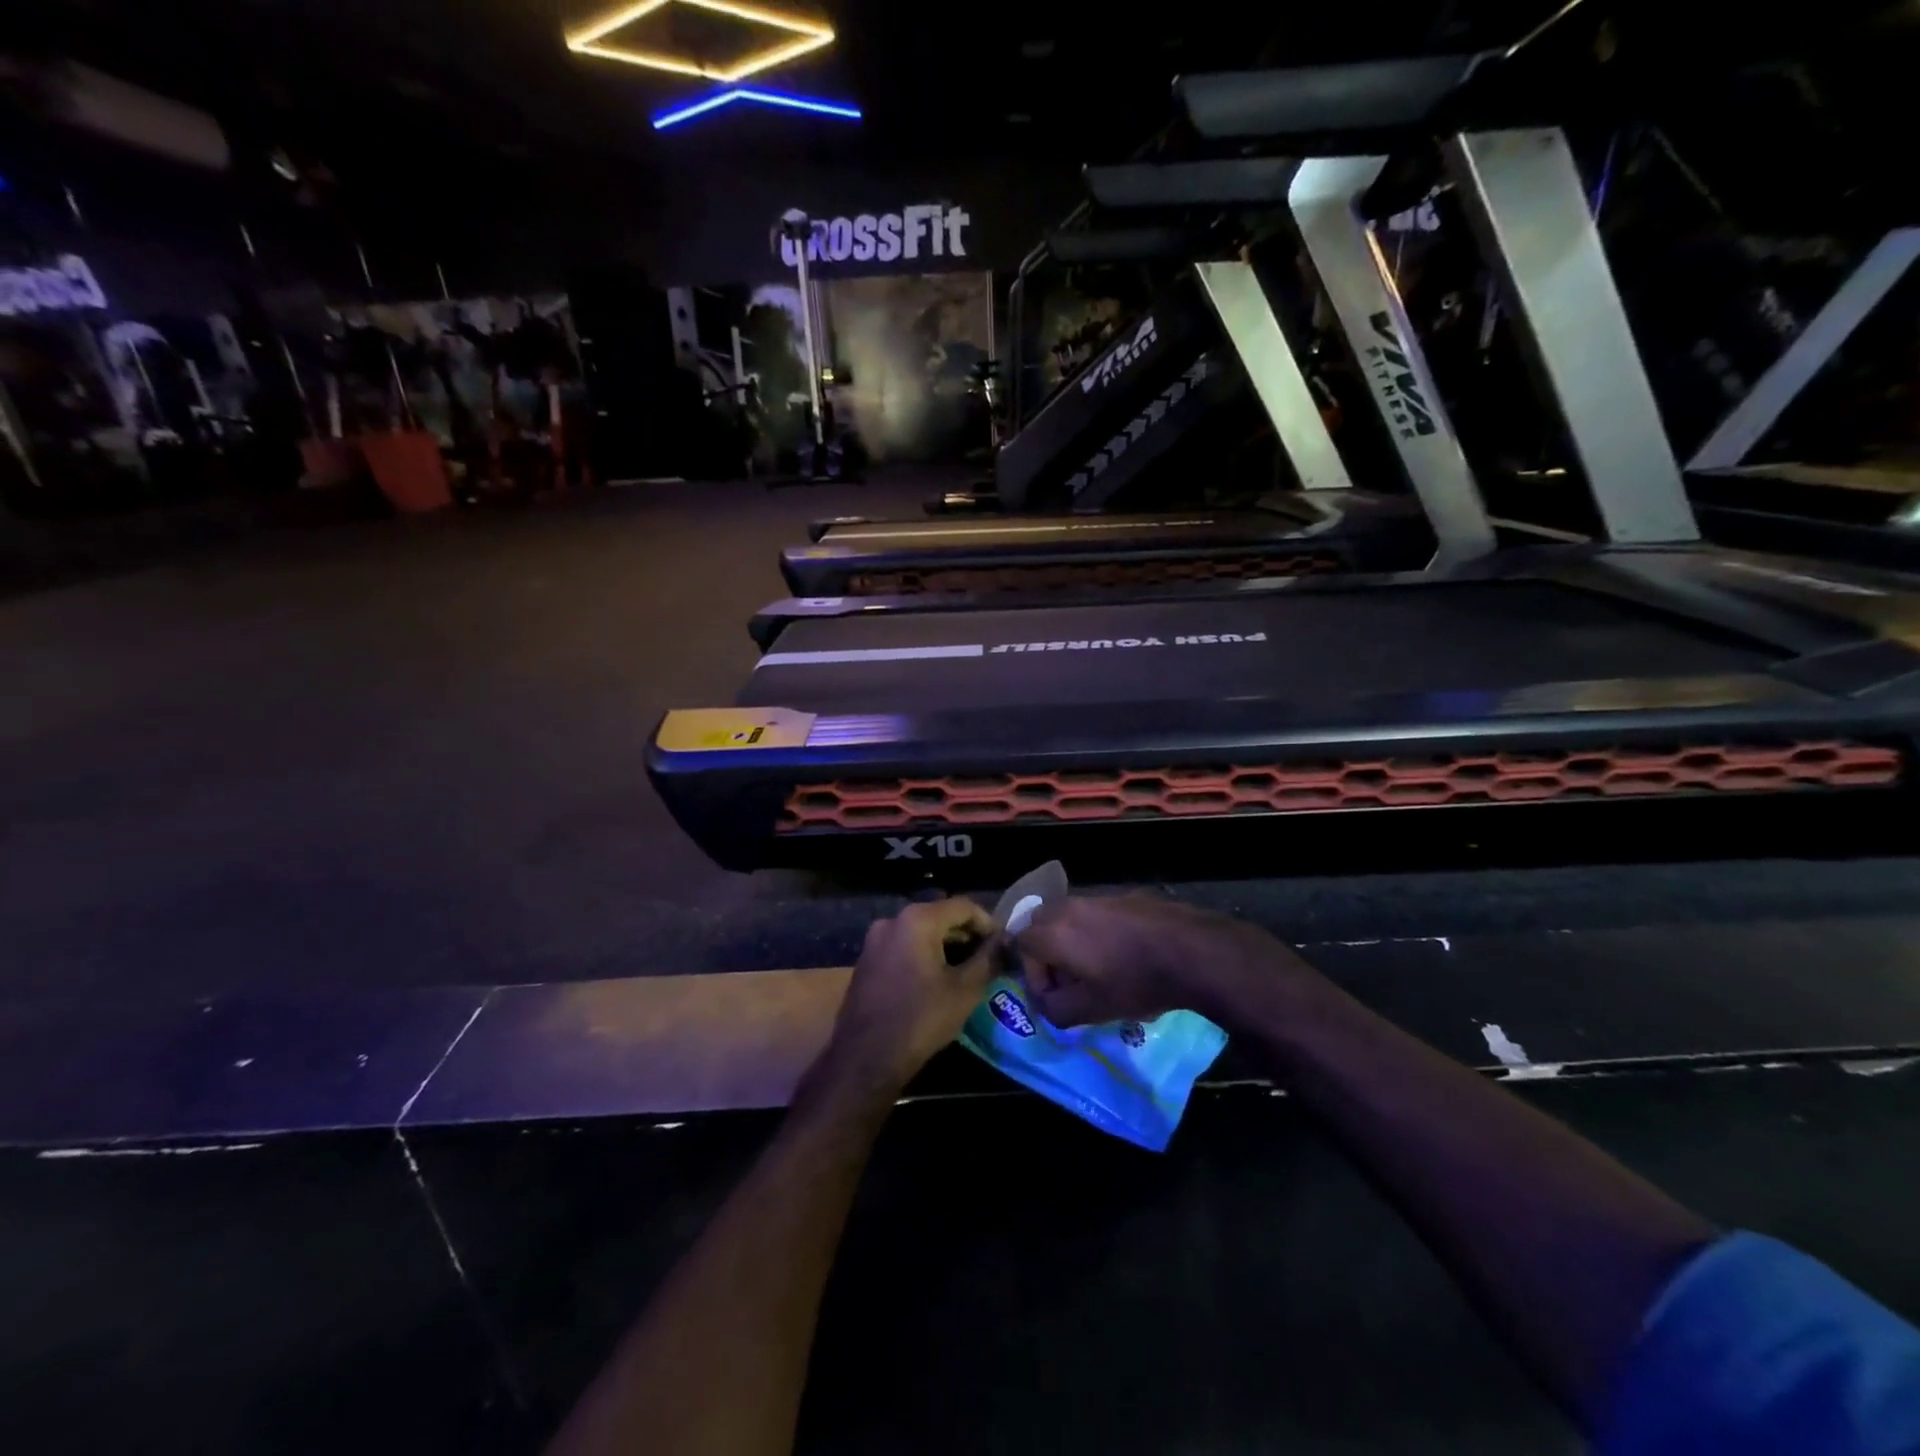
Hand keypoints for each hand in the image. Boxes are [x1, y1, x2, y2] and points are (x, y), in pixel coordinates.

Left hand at [824, 899, 1001, 1092]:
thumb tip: (1005, 942)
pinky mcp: (867, 959)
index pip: (963, 906)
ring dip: (946, 945)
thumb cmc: (921, 1019)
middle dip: (966, 934)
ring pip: (921, 931)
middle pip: (940, 915)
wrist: (865, 1058)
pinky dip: (924, 953)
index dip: (988, 923)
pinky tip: (937, 978)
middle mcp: (893, 919)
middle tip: (988, 958)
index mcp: (918, 919)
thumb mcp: (965, 990)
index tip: (1002, 945)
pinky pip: (903, 945)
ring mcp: (875, 939)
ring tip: (966, 970)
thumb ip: (988, 959)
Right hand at [1015, 894, 1305, 1027]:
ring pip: (1066, 919)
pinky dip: (1095, 934)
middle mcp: (1067, 906)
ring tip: (1097, 971)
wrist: (1190, 951)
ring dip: (1071, 944)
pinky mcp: (1121, 897)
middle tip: (1070, 982)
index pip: (1018, 944)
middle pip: (1039, 926)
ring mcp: (1095, 898)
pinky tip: (1122, 956)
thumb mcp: (1089, 1010)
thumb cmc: (1133, 982)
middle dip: (1047, 955)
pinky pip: (1093, 916)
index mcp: (1052, 931)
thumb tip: (1046, 1002)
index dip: (1032, 974)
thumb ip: (1054, 1009)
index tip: (1056, 996)